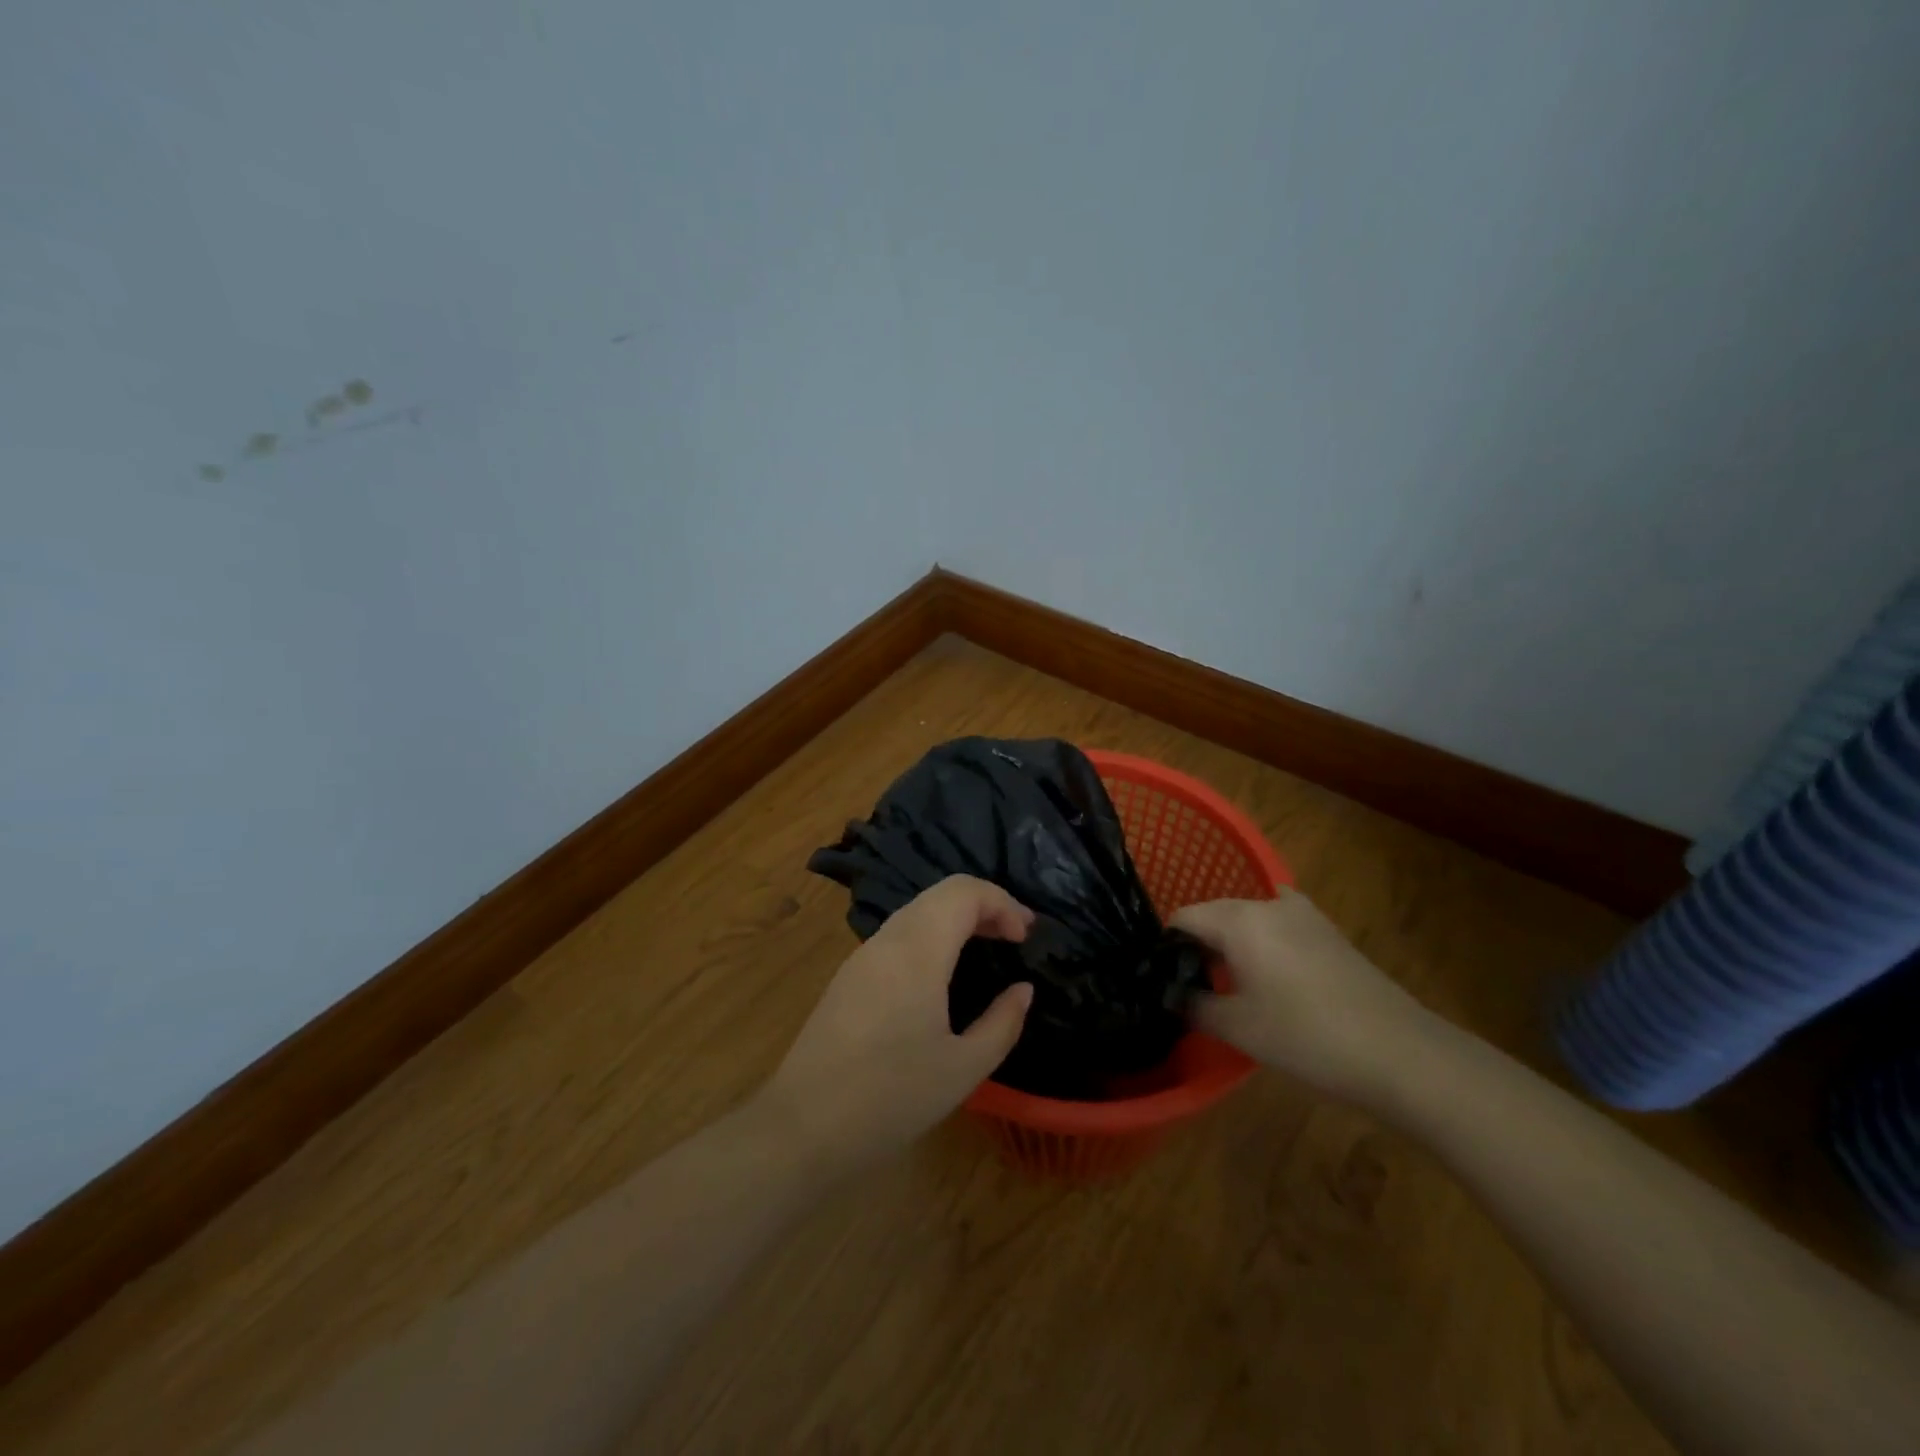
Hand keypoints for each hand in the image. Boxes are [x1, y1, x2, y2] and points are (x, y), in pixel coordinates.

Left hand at [760, 876, 1035, 1173]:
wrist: (802, 1129)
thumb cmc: (891, 1098)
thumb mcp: (962, 1069)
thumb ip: (1002, 1022)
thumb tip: (1022, 989)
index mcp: (917, 951)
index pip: (964, 892)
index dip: (1003, 902)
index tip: (1026, 937)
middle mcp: (887, 940)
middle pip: (941, 893)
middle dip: (984, 904)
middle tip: (1015, 936)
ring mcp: (862, 956)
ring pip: (918, 910)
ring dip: (957, 917)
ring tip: (987, 947)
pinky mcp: (848, 976)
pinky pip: (899, 933)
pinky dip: (933, 933)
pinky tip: (944, 971)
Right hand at [1172, 890, 1437, 1101]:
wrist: (1400, 1053)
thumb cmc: (1307, 1037)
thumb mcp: (1239, 1027)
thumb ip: (1194, 1005)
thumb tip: (1170, 994)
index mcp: (1239, 920)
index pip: (1183, 917)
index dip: (1167, 946)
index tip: (1164, 979)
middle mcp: (1267, 904)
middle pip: (1215, 913)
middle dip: (1198, 945)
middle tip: (1193, 987)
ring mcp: (1303, 914)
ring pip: (1247, 918)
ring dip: (1232, 943)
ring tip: (1231, 984)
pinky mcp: (1328, 931)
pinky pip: (1278, 923)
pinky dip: (1264, 940)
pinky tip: (1269, 971)